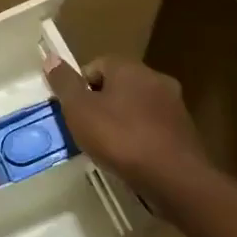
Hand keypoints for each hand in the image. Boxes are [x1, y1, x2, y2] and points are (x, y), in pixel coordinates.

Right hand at [43, 54, 208, 200]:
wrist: (174, 178)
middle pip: (117, 85)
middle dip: (100, 104)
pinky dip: (139, 137)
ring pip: (136, 107)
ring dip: (121, 121)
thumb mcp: (80, 110)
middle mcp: (155, 78)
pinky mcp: (185, 131)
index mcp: (129, 68)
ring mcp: (174, 105)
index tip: (71, 112)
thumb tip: (50, 57)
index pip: (96, 65)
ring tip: (107, 147)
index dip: (79, 87)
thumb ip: (64, 83)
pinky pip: (152, 127)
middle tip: (86, 130)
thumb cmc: (120, 138)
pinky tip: (130, 158)